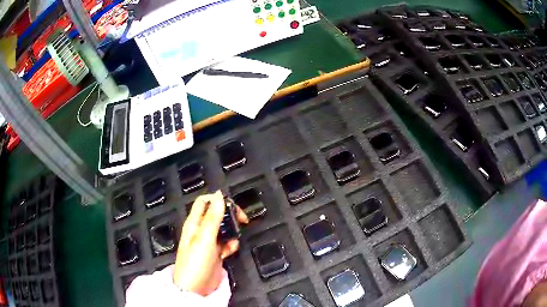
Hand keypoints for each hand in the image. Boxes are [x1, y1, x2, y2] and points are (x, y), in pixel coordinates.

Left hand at [173, 191, 247, 295]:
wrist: (195, 289)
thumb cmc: (195, 263)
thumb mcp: (204, 238)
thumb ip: (212, 217)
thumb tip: (219, 195)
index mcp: (194, 223)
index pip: (205, 202)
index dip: (218, 200)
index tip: (233, 207)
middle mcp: (200, 230)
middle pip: (217, 214)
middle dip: (229, 216)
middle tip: (241, 220)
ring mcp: (208, 242)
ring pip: (223, 229)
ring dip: (231, 232)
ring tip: (233, 240)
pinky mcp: (215, 253)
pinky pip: (226, 243)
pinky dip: (231, 245)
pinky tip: (230, 251)